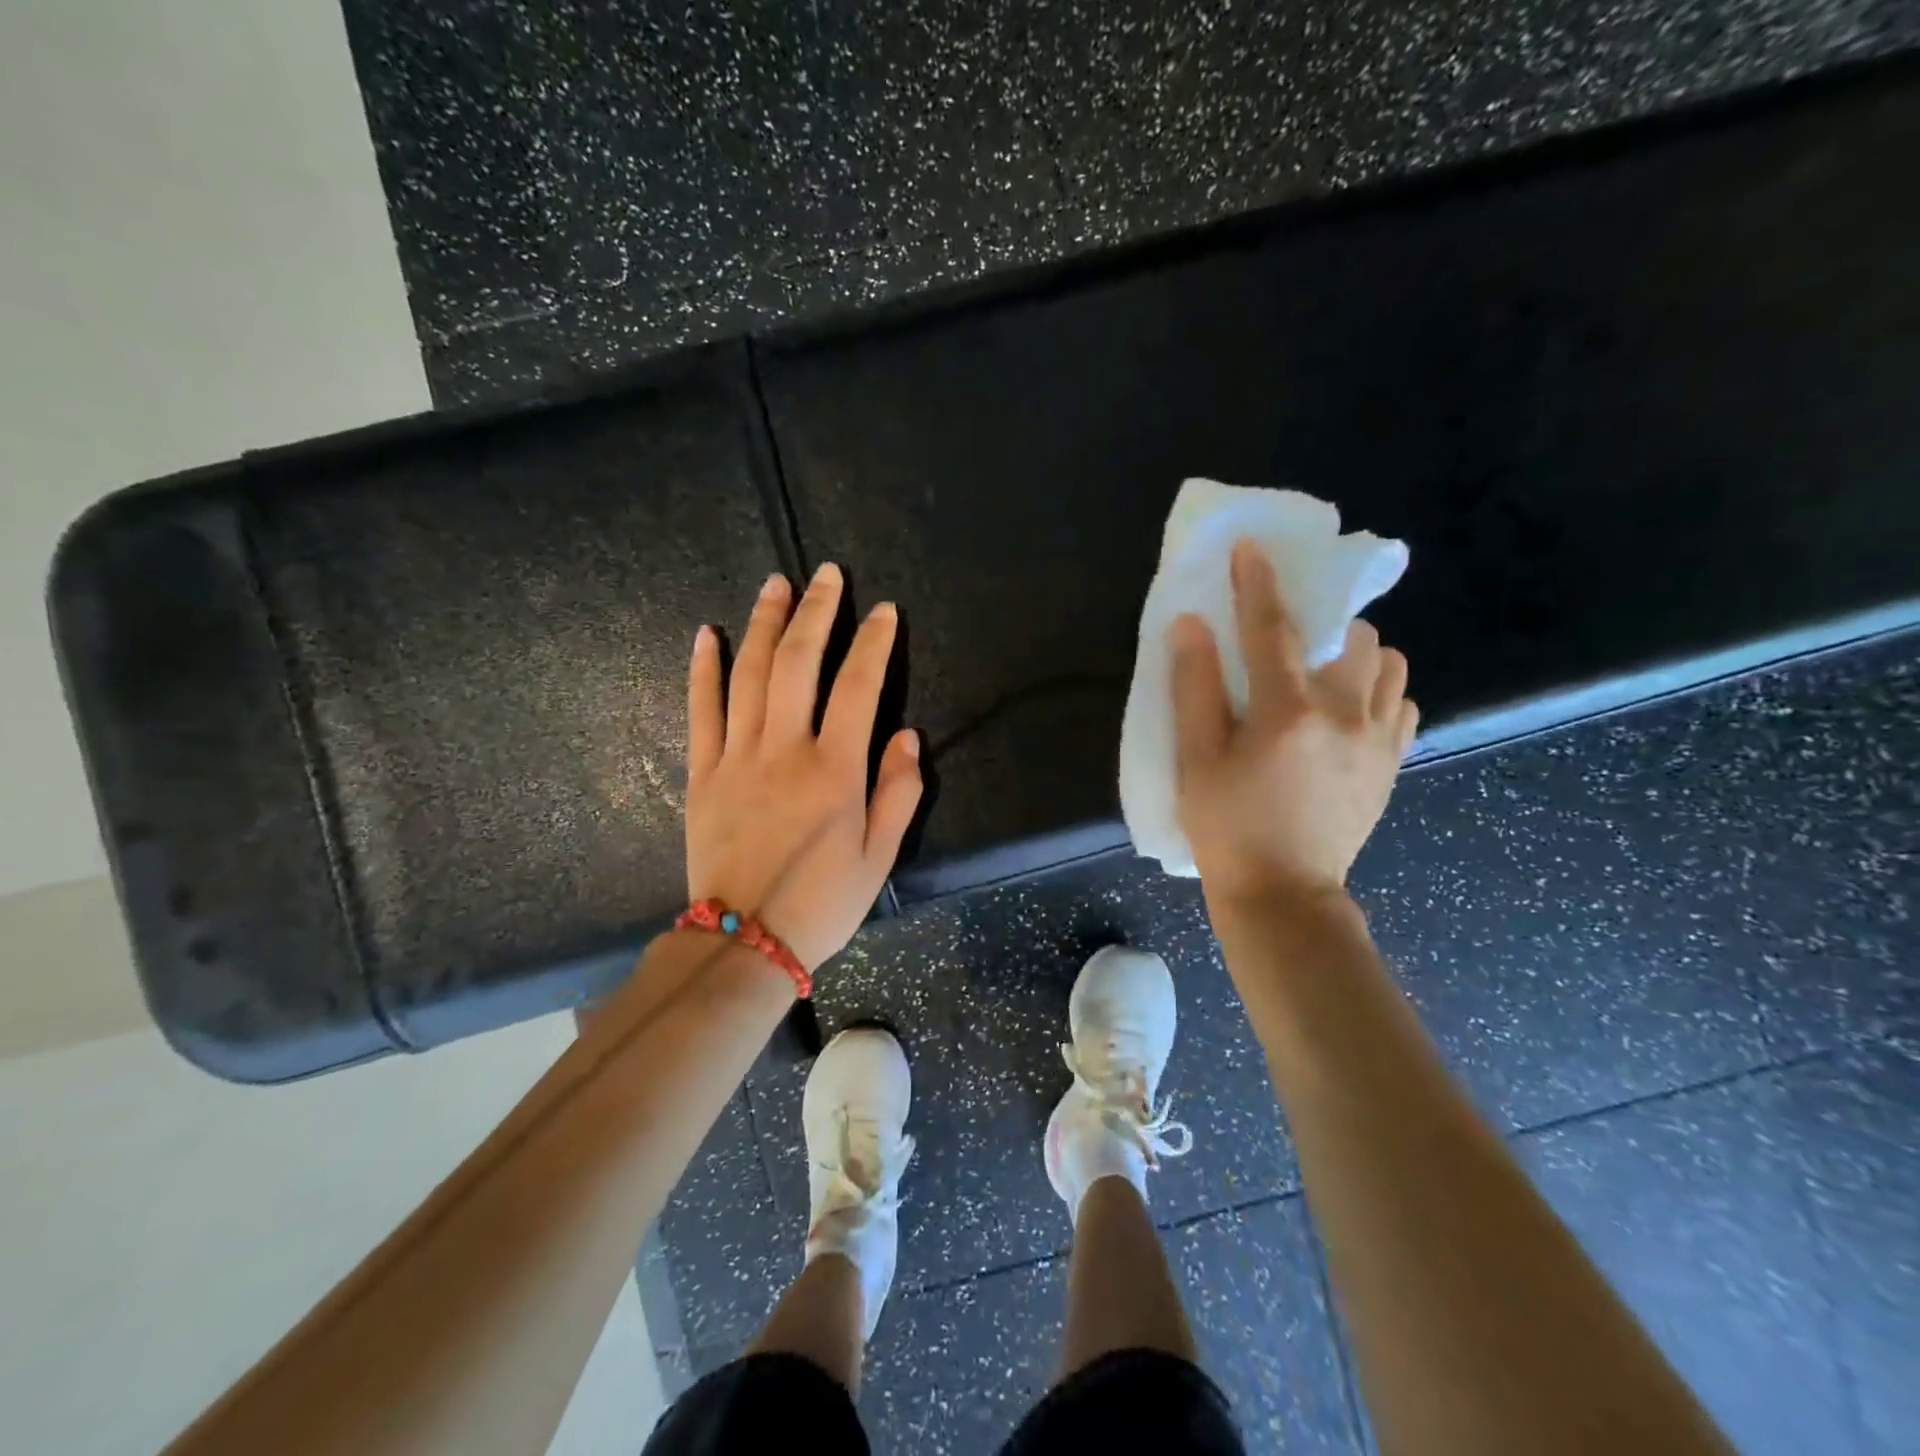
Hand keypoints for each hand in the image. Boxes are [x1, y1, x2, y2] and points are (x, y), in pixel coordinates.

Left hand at [684, 564, 921, 970]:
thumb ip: (898, 792)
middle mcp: (785, 750)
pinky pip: (701, 711)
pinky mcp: (702, 773)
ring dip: (763, 624)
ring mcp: (737, 757)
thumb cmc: (822, 903)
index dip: (873, 643)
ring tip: (775, 584)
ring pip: (749, 675)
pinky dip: (703, 670)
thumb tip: (906, 735)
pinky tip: (706, 635)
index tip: (883, 611)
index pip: (859, 687)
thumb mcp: (879, 857)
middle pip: (798, 662)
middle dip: (815, 612)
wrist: (742, 941)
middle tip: (826, 575)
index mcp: (835, 771)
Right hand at [1168, 538, 1417, 911]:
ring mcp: (1378, 740)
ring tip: (1325, 673)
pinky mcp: (1391, 764)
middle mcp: (1346, 714)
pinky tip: (1348, 712)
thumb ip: (1194, 688)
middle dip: (1324, 620)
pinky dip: (1380, 692)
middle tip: (1292, 636)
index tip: (1253, 547)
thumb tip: (1190, 625)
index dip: (1258, 583)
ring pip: (1391, 665)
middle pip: (1354, 636)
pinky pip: (1404, 705)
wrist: (1283, 895)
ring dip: (1359, 654)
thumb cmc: (1226, 828)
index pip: (1272, 629)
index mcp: (1288, 712)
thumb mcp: (1196, 760)